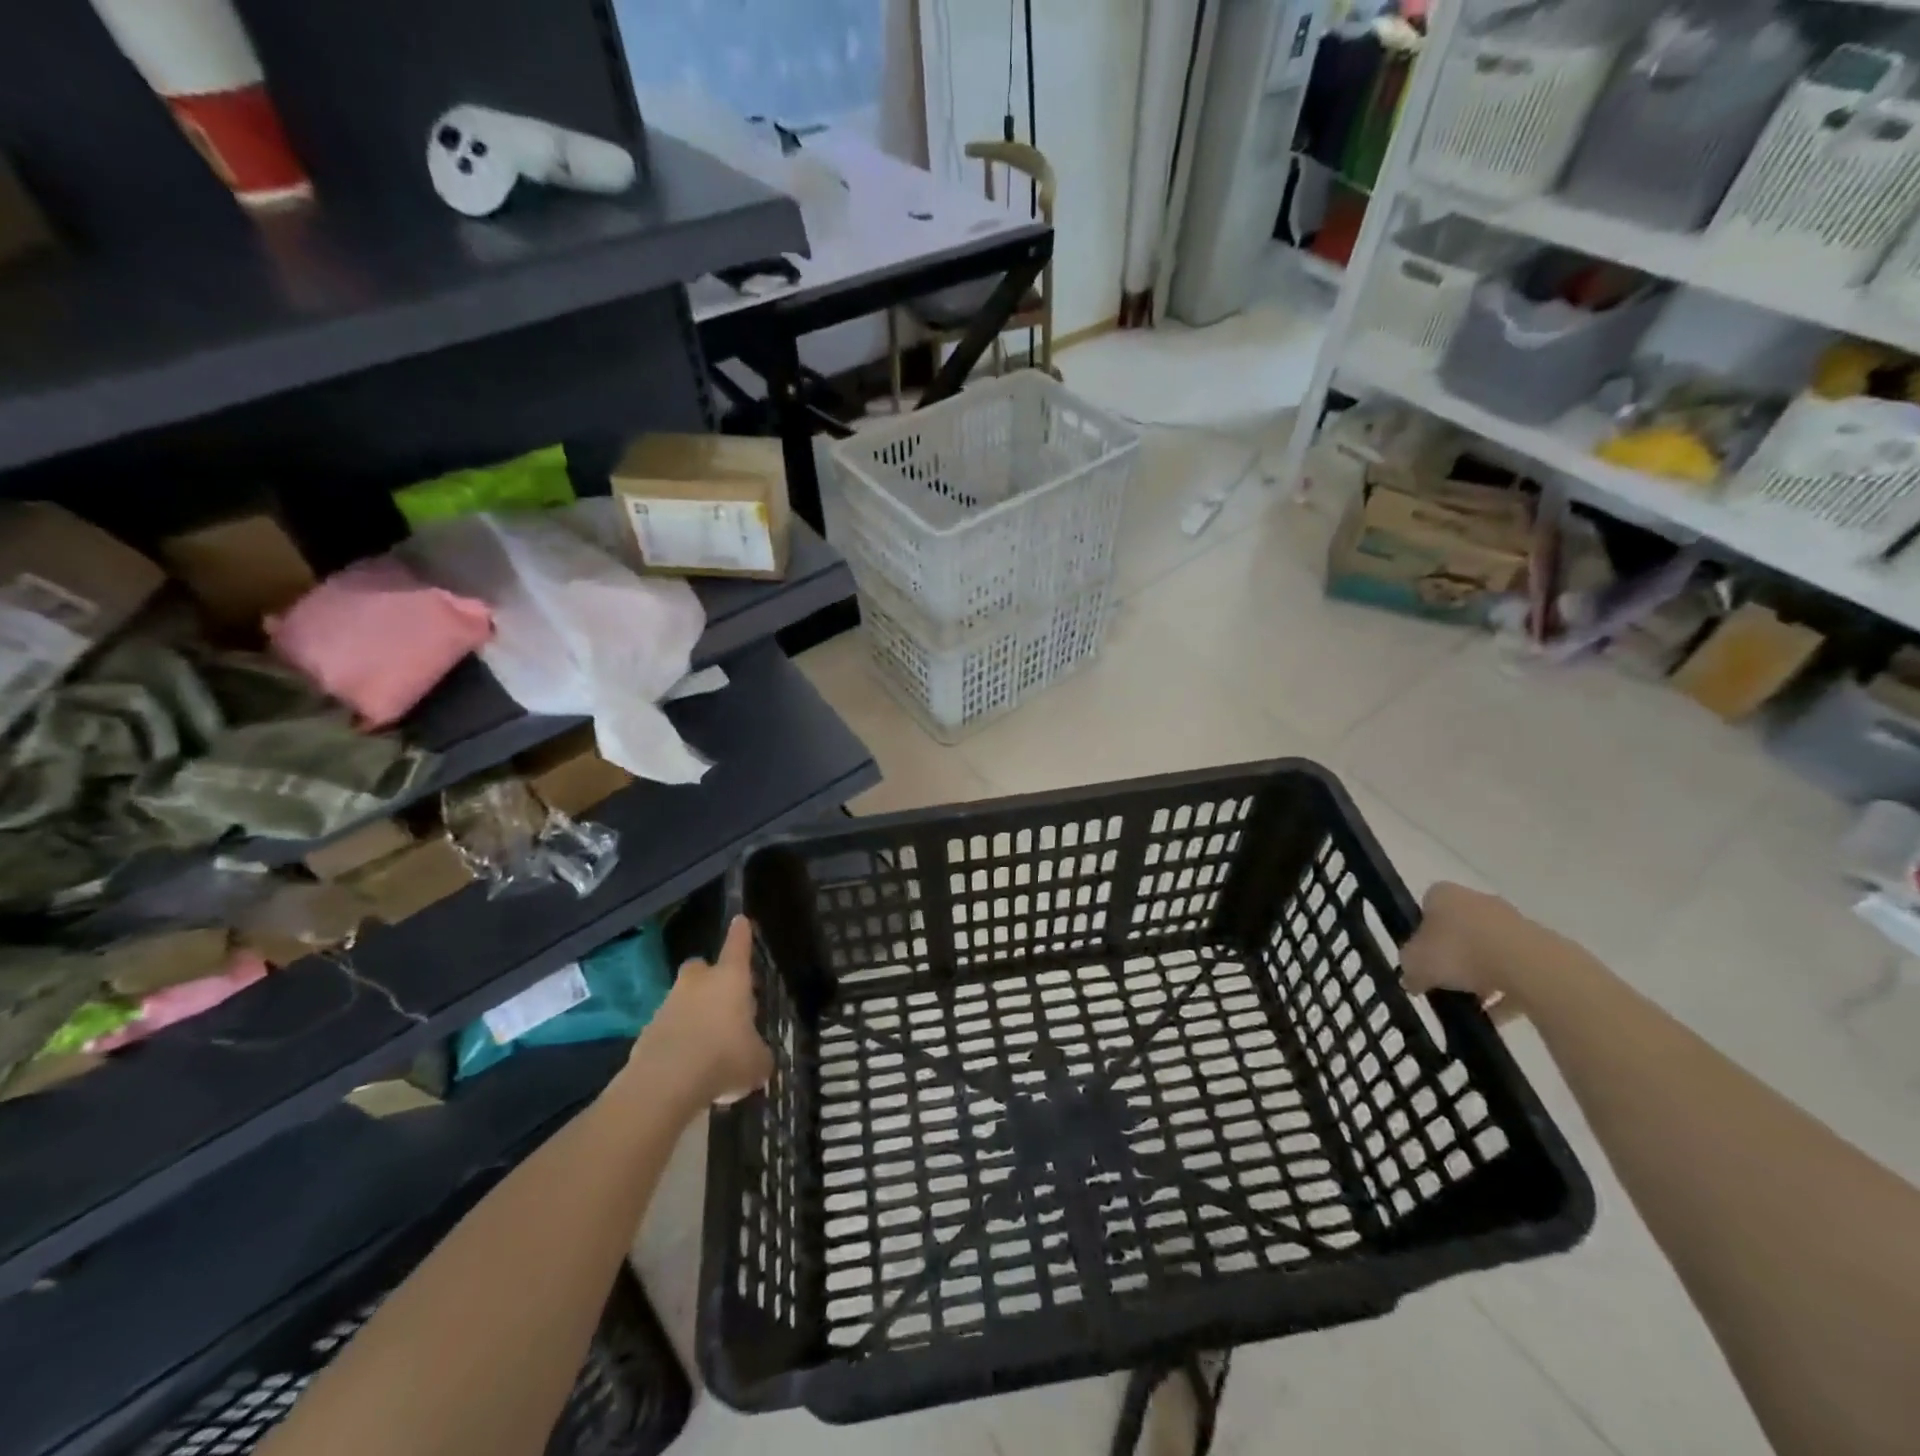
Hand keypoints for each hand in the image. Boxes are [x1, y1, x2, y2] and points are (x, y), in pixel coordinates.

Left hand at [634, 915, 772, 1109]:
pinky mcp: (647, 1032)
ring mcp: (668, 1005)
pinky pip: (668, 1028)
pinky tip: (688, 1066)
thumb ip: (759, 1052)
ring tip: (709, 1044)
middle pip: (701, 967)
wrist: (665, 1084)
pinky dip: (678, 1040)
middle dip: (710, 978)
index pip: (738, 946)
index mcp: (730, 979)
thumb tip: (757, 1056)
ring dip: (694, 1013)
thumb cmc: (723, 1059)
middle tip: (723, 1000)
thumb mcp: (757, 1061)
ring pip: (683, 1000)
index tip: (740, 920)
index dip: (741, 934)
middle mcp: (698, 984)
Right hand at [1401, 882, 1560, 1022]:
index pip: (1426, 908)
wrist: (1527, 966)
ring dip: (1480, 976)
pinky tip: (1497, 1015)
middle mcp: (1477, 900)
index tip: (1421, 959)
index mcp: (1443, 894)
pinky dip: (1506, 991)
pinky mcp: (1540, 947)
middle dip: (1453, 956)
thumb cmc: (1458, 952)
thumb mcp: (1415, 964)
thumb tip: (1412, 979)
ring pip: (1488, 950)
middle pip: (1459, 929)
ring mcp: (1512, 922)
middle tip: (1444, 982)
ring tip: (1472, 1005)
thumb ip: (1409, 970)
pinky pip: (1515, 970)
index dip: (1421, 935)